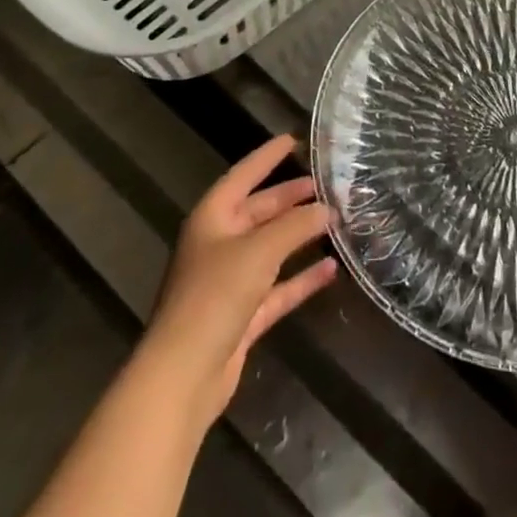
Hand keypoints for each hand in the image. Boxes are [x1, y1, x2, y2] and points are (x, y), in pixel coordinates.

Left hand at [141, 134, 337, 421]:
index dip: (267, 157)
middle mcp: (219, 244)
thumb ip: (296, 226)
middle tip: (323, 184)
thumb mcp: (259, 250)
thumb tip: (326, 208)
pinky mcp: (242, 317)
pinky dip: (301, 278)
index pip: (243, 175)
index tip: (293, 140)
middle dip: (290, 198)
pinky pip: (277, 287)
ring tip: (333, 219)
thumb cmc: (215, 296)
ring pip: (271, 248)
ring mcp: (230, 282)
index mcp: (212, 218)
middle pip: (259, 212)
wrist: (183, 376)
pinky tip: (330, 269)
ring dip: (299, 236)